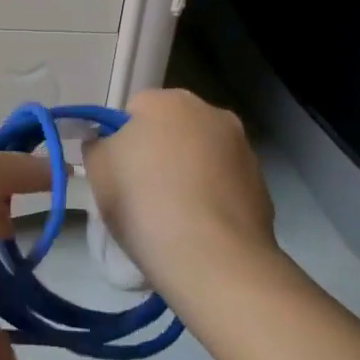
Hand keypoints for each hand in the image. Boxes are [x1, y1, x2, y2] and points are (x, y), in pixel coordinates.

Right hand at [83, 90, 290, 293]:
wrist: (211, 257)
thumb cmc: (143, 200)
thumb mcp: (98, 168)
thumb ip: (98, 145)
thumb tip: (107, 143)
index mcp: (169, 101)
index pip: (134, 110)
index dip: (120, 139)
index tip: (115, 171)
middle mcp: (212, 114)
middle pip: (173, 129)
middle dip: (158, 152)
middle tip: (139, 192)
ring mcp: (243, 150)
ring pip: (201, 156)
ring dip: (187, 175)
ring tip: (169, 216)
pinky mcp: (262, 187)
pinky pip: (223, 186)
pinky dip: (210, 199)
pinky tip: (196, 228)